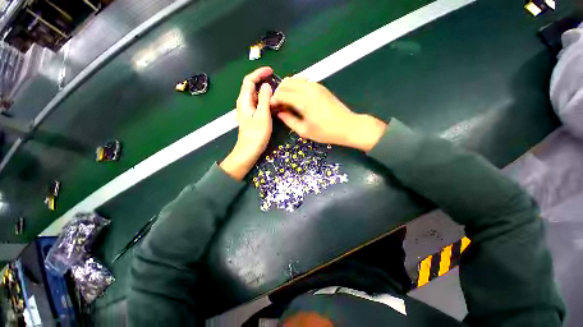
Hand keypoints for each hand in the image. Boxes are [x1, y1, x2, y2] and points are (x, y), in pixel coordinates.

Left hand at [220, 67, 273, 179]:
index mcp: (244, 100)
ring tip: (279, 91)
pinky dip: (267, 100)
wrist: (249, 150)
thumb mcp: (262, 115)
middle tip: (278, 82)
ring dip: (267, 91)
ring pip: (257, 95)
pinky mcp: (253, 116)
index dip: (259, 73)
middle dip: (264, 81)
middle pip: (253, 86)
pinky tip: (275, 103)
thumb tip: (267, 85)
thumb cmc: (256, 133)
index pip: (249, 80)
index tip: (271, 71)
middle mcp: (245, 102)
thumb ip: (264, 98)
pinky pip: (260, 104)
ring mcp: (249, 110)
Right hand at [270, 77, 386, 151]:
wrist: (347, 126)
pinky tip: (297, 98)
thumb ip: (289, 120)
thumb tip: (280, 113)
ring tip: (287, 102)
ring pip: (294, 79)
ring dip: (287, 88)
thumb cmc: (325, 132)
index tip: (272, 108)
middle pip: (286, 82)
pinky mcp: (321, 86)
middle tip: (279, 105)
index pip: (281, 94)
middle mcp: (308, 88)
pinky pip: (303, 81)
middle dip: (279, 92)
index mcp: (303, 101)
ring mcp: (316, 85)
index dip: (273, 100)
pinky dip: (296, 87)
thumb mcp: (304, 131)